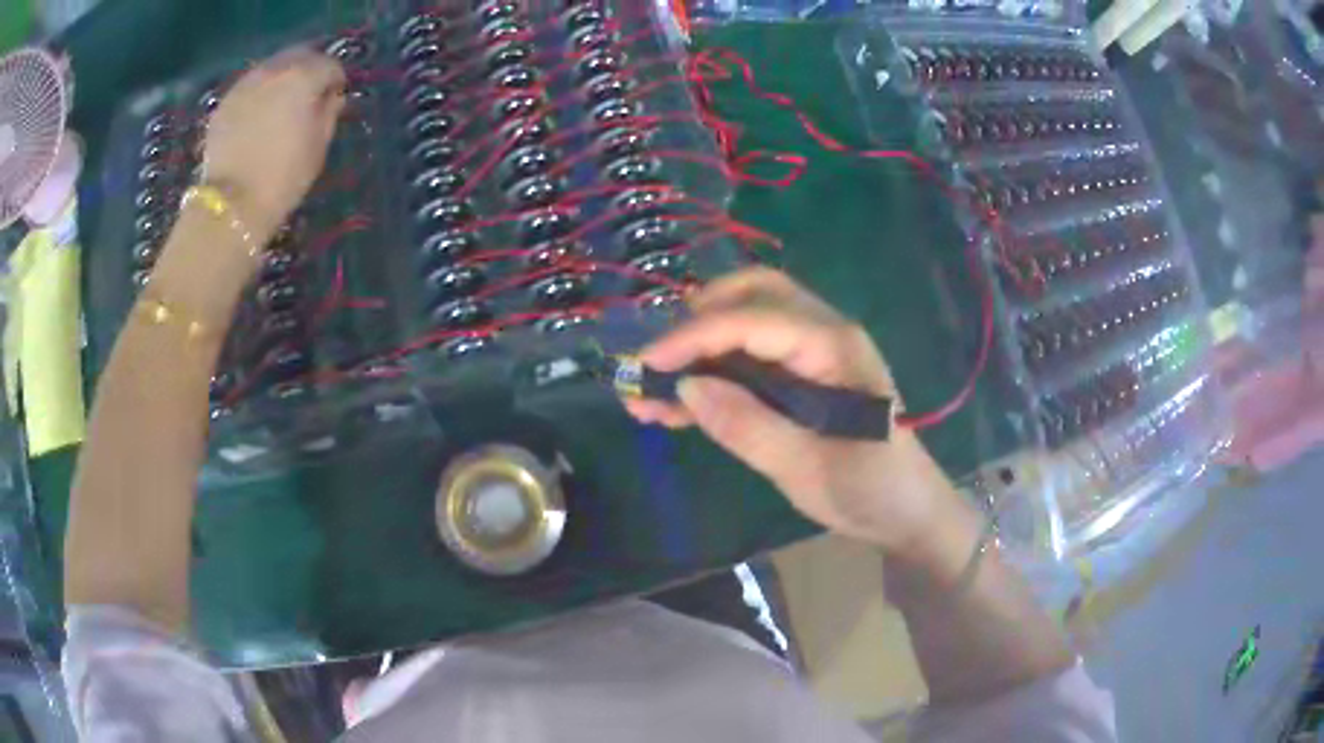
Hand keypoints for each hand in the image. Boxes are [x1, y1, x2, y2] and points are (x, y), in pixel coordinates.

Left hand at [203, 47, 346, 239]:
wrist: (231, 207)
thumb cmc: (283, 179)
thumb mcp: (318, 147)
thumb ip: (329, 113)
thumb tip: (331, 98)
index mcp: (303, 77)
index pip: (330, 66)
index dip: (335, 82)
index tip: (334, 100)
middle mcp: (274, 70)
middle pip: (300, 55)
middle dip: (309, 70)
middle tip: (309, 95)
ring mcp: (245, 84)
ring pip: (272, 67)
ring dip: (281, 79)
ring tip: (281, 104)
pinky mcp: (224, 103)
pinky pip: (249, 86)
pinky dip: (258, 93)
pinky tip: (258, 116)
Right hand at [625, 268, 957, 555]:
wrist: (908, 511)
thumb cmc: (870, 490)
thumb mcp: (807, 469)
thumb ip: (748, 425)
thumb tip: (687, 385)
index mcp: (834, 347)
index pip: (753, 319)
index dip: (695, 336)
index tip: (646, 364)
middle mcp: (824, 333)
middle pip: (753, 294)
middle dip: (698, 318)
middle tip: (658, 360)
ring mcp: (814, 352)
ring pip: (747, 321)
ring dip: (699, 345)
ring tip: (652, 389)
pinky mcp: (804, 375)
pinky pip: (752, 356)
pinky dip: (714, 370)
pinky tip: (679, 404)